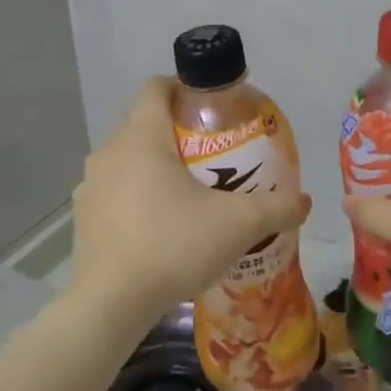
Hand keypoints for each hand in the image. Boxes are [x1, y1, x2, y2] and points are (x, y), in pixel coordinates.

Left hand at [68, 77, 311, 331]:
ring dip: (155, 167)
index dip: (183, 87)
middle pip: (144, 124)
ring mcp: (91, 185)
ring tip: (188, 195)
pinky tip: (161, 228)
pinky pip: (115, 192)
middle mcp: (110, 151)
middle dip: (177, 132)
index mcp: (143, 137)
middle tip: (212, 156)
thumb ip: (278, 207)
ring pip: (128, 160)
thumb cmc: (174, 245)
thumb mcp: (239, 225)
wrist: (111, 303)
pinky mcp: (83, 218)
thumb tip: (306, 200)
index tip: (211, 107)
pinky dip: (136, 197)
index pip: (156, 87)